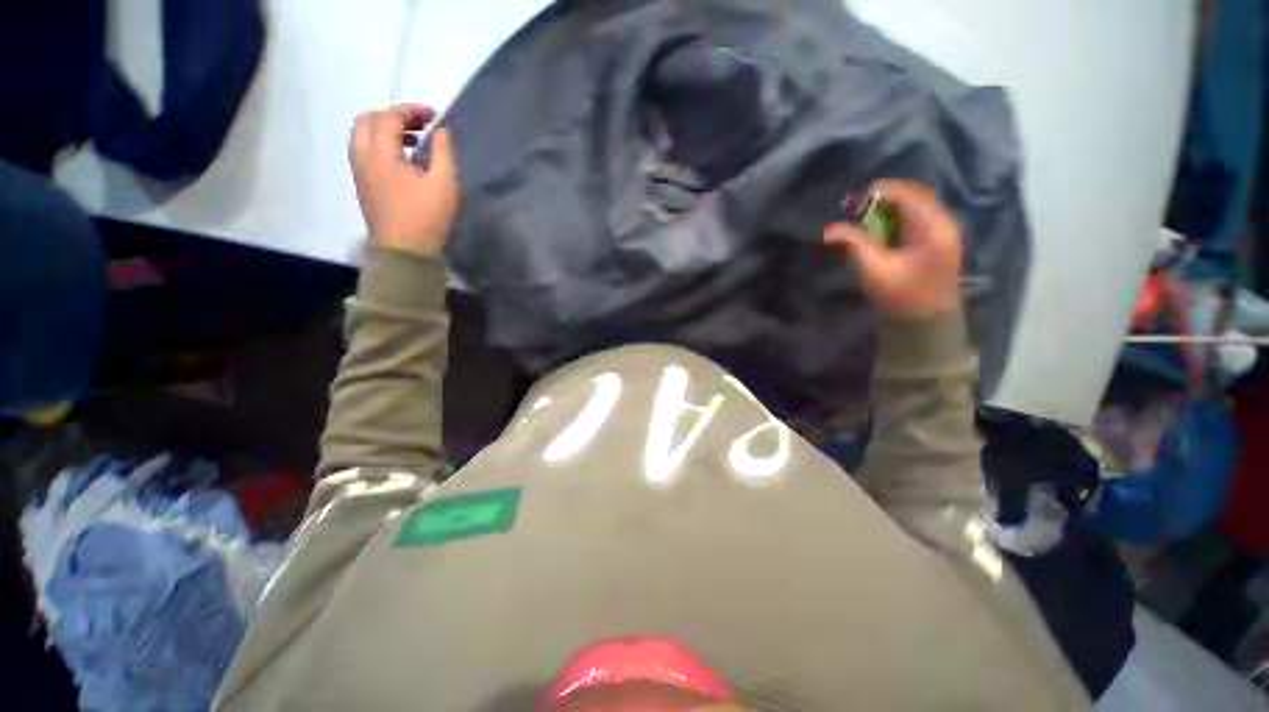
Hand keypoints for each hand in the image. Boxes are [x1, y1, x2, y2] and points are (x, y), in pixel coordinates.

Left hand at [349, 104, 458, 254]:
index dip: (411, 111)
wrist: (405, 252)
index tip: (434, 116)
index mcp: (380, 153)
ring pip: (363, 137)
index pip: (389, 117)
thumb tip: (441, 131)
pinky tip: (404, 162)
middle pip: (368, 121)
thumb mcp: (444, 184)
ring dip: (385, 131)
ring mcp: (360, 172)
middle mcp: (363, 157)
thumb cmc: (426, 217)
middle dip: (393, 116)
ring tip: (413, 142)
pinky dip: (382, 146)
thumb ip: (443, 153)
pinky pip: (366, 153)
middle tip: (419, 126)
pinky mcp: (364, 186)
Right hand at [824, 180, 962, 318]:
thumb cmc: (901, 297)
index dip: (879, 192)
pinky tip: (880, 227)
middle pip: (913, 195)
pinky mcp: (938, 240)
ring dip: (889, 207)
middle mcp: (944, 222)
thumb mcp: (874, 269)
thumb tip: (829, 230)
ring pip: (915, 206)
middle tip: (856, 206)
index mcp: (934, 228)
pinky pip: (917, 218)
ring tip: (864, 215)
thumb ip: (853, 244)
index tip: (852, 199)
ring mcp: (944, 231)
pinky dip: (896, 217)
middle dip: (883, 198)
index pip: (907, 195)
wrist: (926, 322)